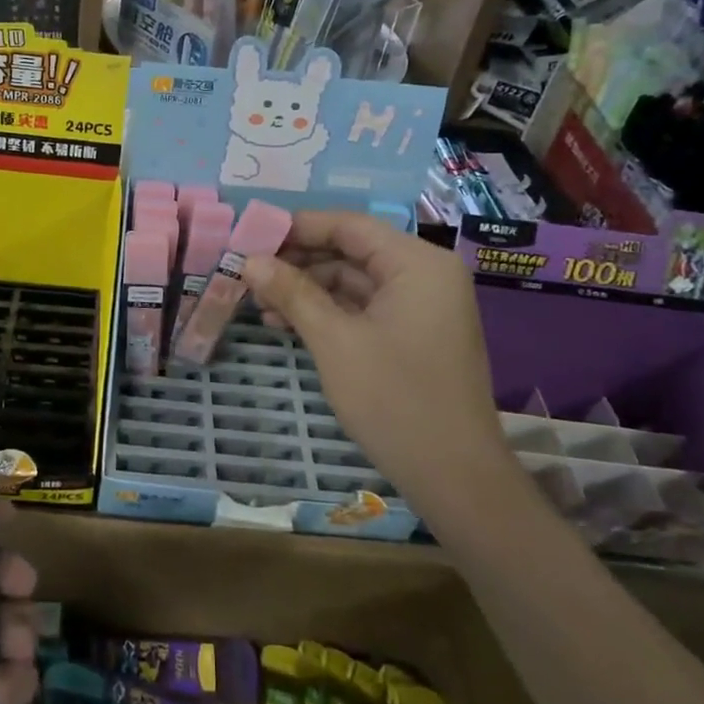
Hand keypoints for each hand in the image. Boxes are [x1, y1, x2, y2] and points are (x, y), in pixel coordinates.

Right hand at [242, 211, 514, 498]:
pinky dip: (327, 311)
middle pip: (350, 250)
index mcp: (417, 263)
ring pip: (353, 280)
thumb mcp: (334, 340)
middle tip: (249, 273)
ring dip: (307, 289)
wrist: (455, 478)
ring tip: (260, 302)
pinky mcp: (413, 333)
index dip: (297, 228)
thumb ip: (292, 292)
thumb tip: (249, 260)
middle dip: (298, 261)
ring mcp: (422, 306)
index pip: (349, 226)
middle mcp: (425, 274)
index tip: (250, 237)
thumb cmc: (395, 400)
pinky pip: (364, 307)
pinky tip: (286, 324)